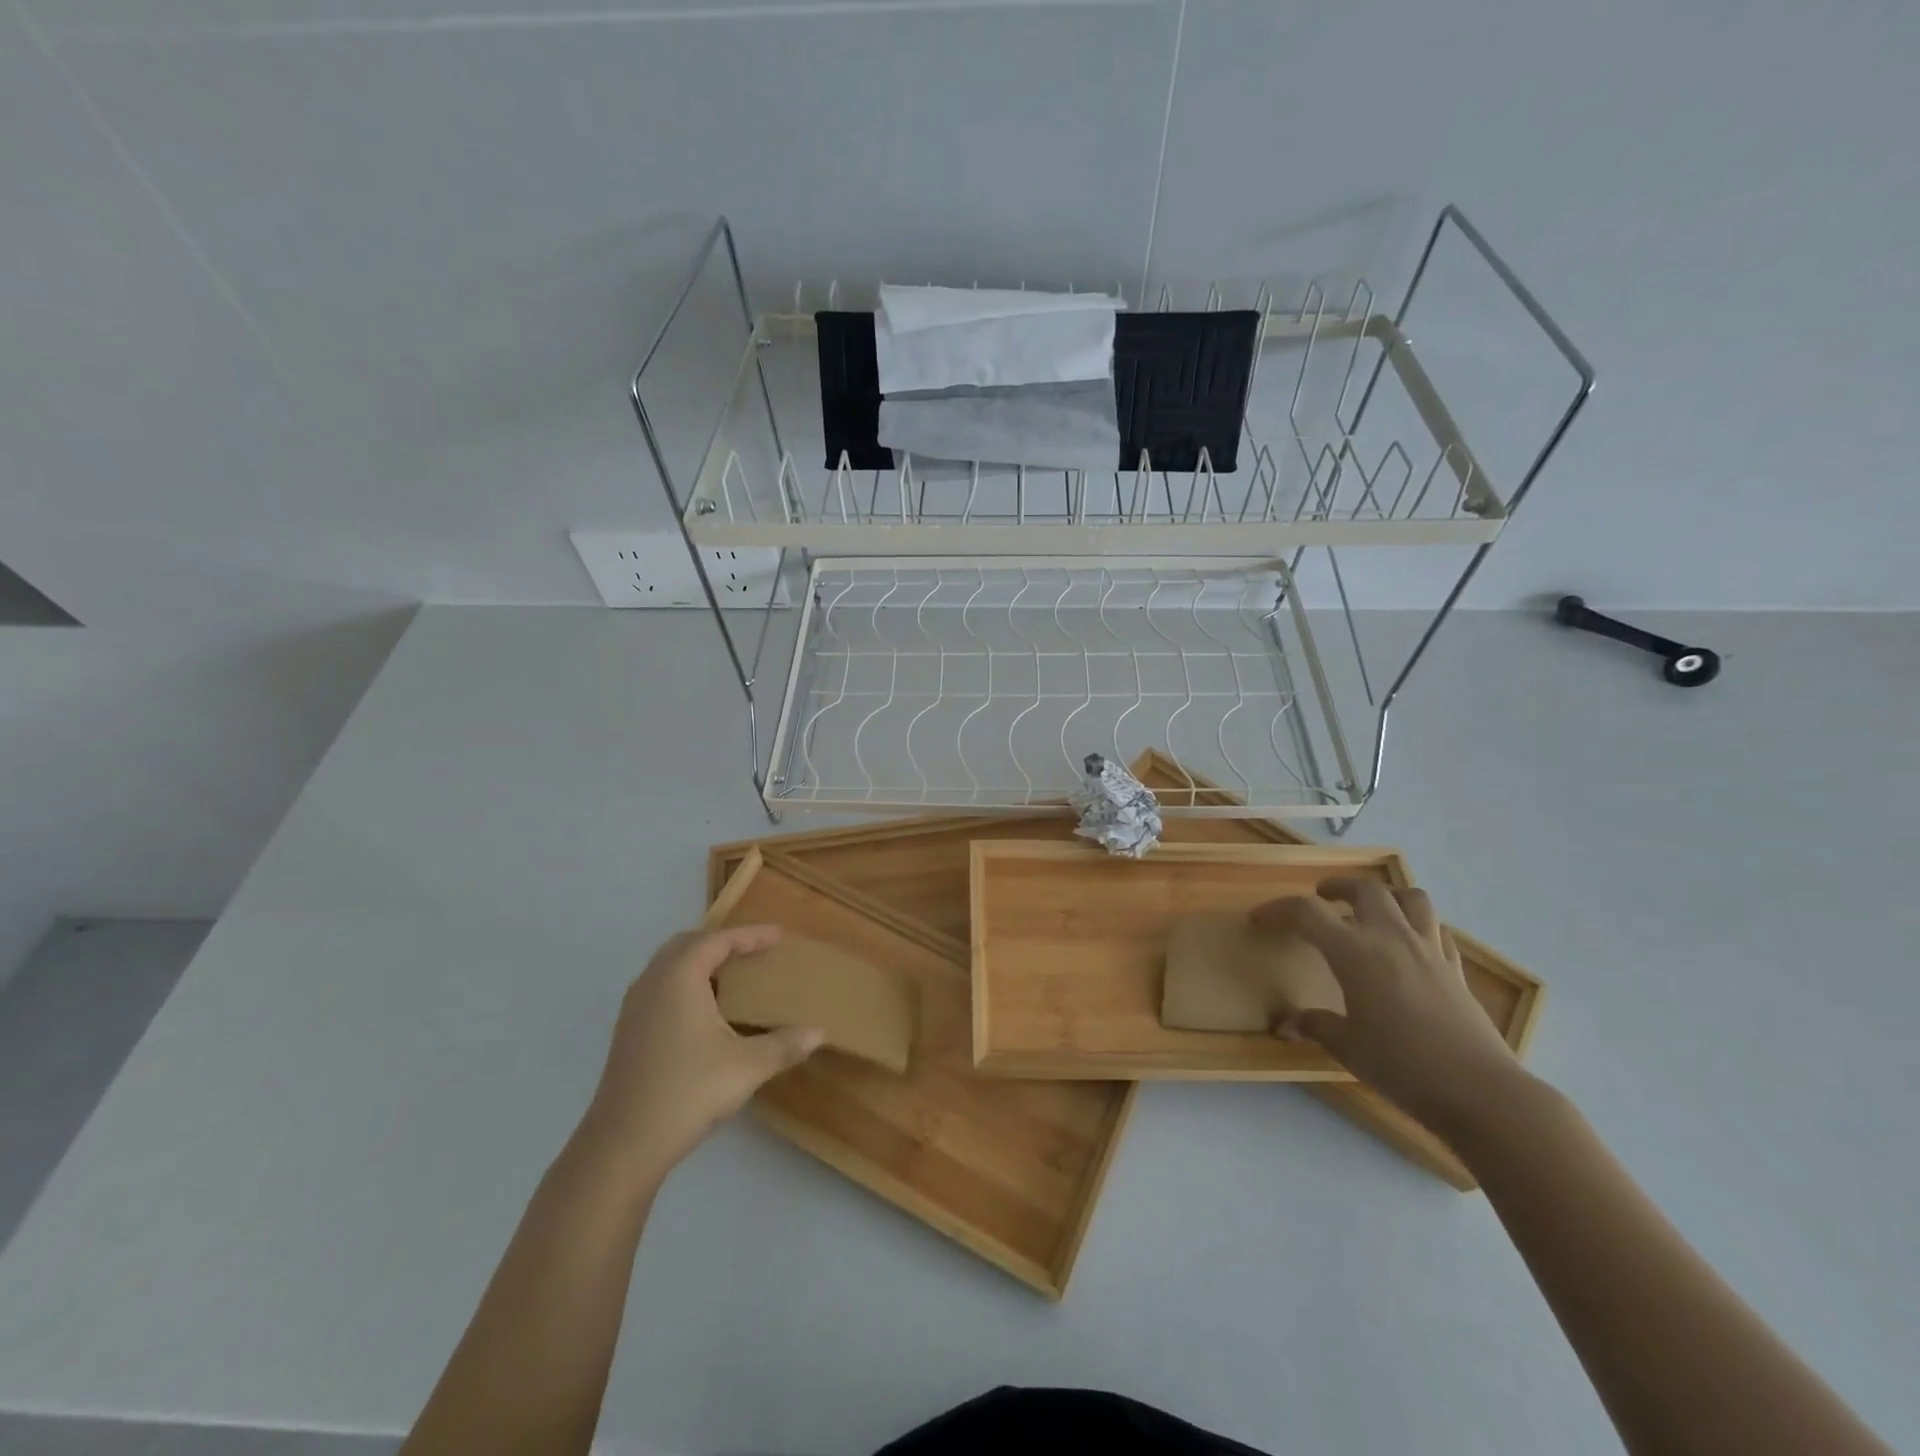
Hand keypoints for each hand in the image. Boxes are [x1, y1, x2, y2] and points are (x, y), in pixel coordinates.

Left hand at [579, 925, 821, 1184]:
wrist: (623, 1145)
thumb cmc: (687, 1092)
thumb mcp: (746, 1067)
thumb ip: (784, 1045)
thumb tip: (819, 1033)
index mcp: (679, 978)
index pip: (718, 940)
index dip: (750, 935)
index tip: (779, 935)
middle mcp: (652, 983)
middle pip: (687, 945)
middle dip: (721, 942)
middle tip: (753, 950)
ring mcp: (634, 1009)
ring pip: (669, 968)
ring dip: (700, 963)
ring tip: (732, 977)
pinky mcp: (628, 1034)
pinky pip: (660, 989)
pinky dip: (686, 985)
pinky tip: (705, 1012)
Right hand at [1252, 880, 1523, 1131]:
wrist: (1480, 1092)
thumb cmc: (1401, 1066)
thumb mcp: (1347, 1048)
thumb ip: (1316, 1026)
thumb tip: (1286, 1024)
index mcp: (1354, 952)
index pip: (1307, 913)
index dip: (1278, 910)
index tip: (1260, 918)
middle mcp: (1391, 938)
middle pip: (1365, 889)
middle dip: (1338, 887)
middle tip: (1321, 897)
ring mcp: (1429, 950)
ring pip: (1410, 898)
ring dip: (1387, 895)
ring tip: (1372, 910)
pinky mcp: (1456, 969)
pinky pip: (1436, 930)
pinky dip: (1418, 926)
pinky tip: (1409, 946)